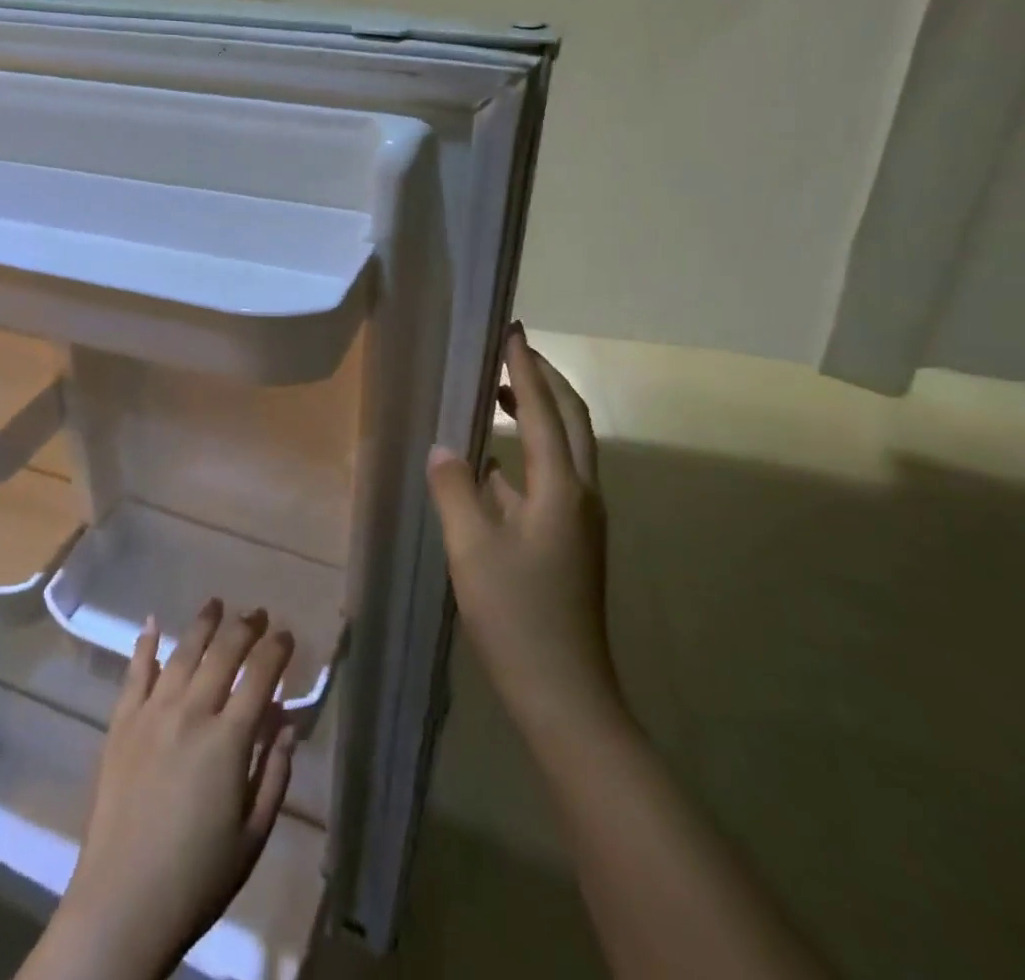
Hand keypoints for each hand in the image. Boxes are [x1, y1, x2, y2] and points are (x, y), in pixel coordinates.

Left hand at [34, 600, 297, 979]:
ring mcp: (152, 712)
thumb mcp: (253, 835)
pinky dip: (145, 644)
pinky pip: (135, 672)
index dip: (276, 649)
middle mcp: (191, 712)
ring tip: (216, 604)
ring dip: (203, 624)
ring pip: (183, 653)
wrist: (122, 903)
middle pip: (223, 653)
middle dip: (245, 627)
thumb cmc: (198, 877)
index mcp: (228, 740)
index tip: (286, 634)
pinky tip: (152, 622)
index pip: (260, 676)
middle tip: (257, 613)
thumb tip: (288, 723)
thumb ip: (275, 773)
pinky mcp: (121, 723)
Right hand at [427, 324, 624, 748]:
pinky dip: (527, 453)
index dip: (525, 368)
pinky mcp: (569, 540)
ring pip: (565, 448)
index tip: (510, 331)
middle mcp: (581, 494)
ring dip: (537, 413)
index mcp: (562, 488)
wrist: (564, 693)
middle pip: (571, 421)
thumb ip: (454, 488)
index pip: (544, 411)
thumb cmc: (515, 614)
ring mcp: (579, 519)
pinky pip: (551, 477)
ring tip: (499, 393)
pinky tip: (492, 463)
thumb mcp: (471, 547)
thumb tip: (443, 447)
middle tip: (510, 351)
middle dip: (544, 380)